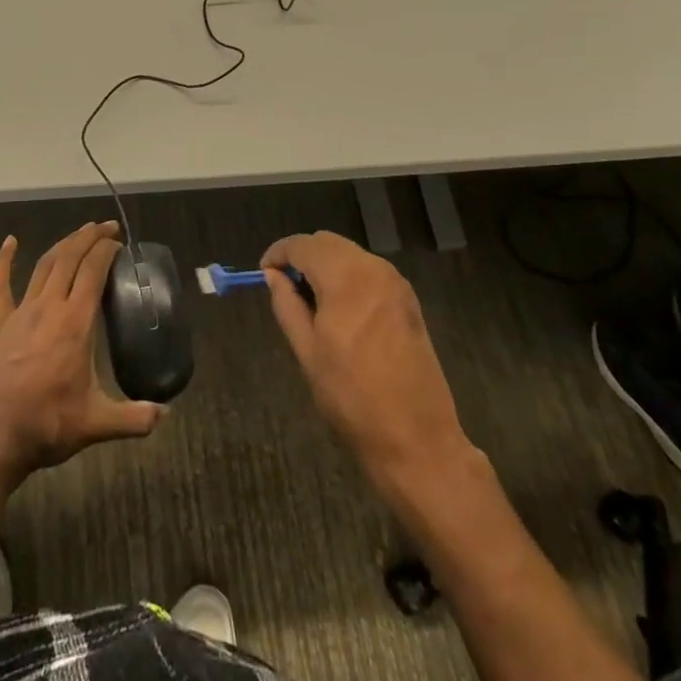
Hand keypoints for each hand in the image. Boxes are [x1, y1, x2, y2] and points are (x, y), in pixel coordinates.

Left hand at [0, 221, 161, 484]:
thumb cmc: (48, 424)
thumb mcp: (97, 423)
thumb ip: (134, 417)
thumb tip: (165, 414)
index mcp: (75, 323)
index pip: (93, 272)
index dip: (106, 251)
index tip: (119, 242)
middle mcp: (49, 307)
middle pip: (69, 259)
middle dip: (89, 238)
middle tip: (106, 227)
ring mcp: (21, 313)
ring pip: (44, 266)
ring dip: (62, 244)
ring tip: (79, 233)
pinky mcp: (0, 325)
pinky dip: (3, 261)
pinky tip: (9, 242)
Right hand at [262, 231, 471, 491]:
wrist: (416, 437)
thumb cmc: (352, 398)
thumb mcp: (307, 352)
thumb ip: (287, 305)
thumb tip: (273, 276)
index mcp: (346, 280)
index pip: (303, 245)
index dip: (279, 253)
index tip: (264, 272)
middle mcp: (374, 270)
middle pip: (327, 242)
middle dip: (302, 255)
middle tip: (283, 285)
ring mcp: (396, 283)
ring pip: (349, 253)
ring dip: (324, 264)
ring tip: (308, 299)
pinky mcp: (408, 299)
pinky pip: (368, 270)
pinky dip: (346, 275)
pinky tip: (338, 306)